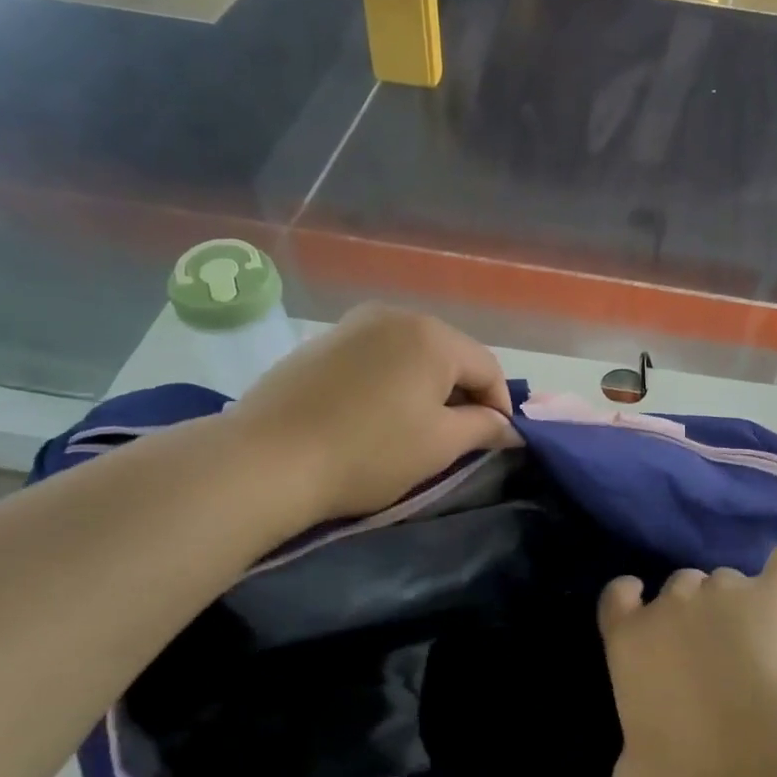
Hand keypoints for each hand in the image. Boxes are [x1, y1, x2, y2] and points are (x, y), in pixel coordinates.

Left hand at [221, 305, 519, 528]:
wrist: (266, 460)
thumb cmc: (369, 452)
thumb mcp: (439, 445)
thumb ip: (484, 428)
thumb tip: (510, 428)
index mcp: (432, 336)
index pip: (487, 367)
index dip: (499, 407)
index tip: (496, 442)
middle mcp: (396, 316)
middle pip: (449, 355)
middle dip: (461, 394)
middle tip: (458, 436)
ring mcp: (353, 324)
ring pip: (411, 354)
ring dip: (425, 387)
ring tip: (416, 427)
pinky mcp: (321, 342)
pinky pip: (375, 357)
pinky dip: (389, 382)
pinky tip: (374, 414)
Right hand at [597, 546, 776, 776]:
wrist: (771, 753)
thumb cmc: (697, 772)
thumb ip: (626, 764)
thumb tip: (633, 768)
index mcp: (631, 639)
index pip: (616, 595)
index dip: (628, 598)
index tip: (641, 608)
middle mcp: (672, 601)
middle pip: (677, 586)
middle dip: (689, 611)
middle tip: (710, 652)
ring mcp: (724, 590)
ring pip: (725, 580)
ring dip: (734, 603)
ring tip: (757, 641)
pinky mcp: (773, 593)